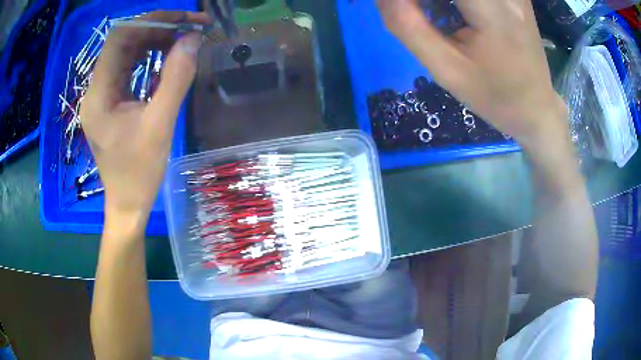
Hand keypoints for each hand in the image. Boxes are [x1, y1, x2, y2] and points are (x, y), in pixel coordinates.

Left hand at [81, 11, 208, 217]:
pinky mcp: (111, 100)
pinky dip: (150, 57)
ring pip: (127, 52)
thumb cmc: (139, 173)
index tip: (184, 20)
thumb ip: (176, 79)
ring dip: (156, 41)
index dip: (152, 21)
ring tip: (184, 41)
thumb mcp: (160, 126)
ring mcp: (103, 94)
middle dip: (158, 28)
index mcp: (99, 94)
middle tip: (191, 29)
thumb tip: (193, 39)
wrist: (128, 203)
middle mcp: (96, 89)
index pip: (119, 38)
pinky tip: (169, 59)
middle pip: (124, 41)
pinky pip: (130, 68)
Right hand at [377, 0, 566, 150]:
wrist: (536, 108)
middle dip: (423, 1)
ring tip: (434, 18)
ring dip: (435, 2)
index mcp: (493, 9)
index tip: (396, 8)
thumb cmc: (495, 96)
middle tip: (410, 13)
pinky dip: (450, 2)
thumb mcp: (447, 71)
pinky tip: (449, 12)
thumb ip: (408, 26)